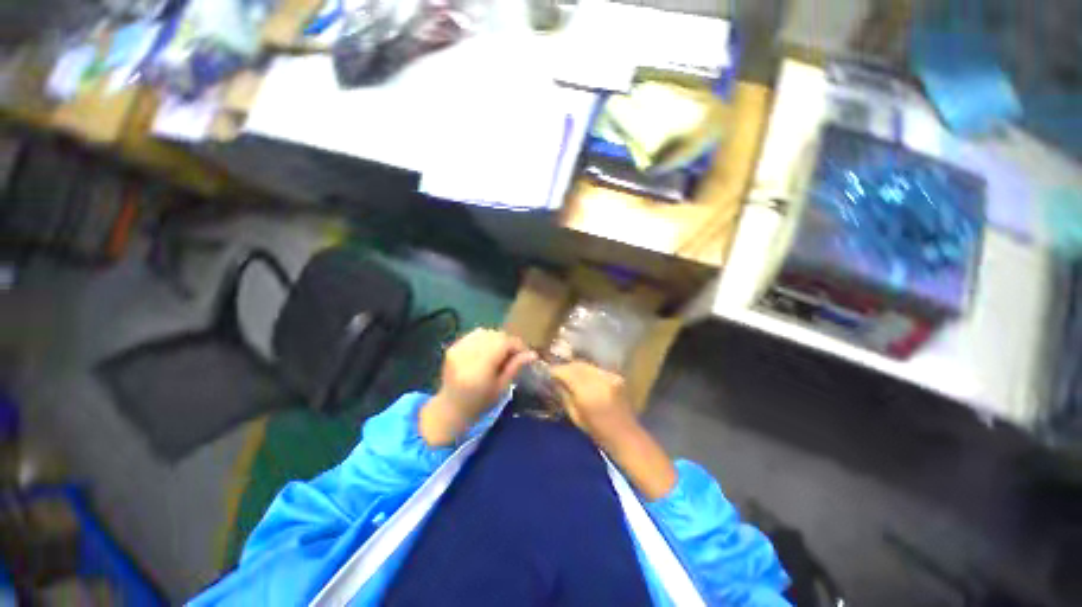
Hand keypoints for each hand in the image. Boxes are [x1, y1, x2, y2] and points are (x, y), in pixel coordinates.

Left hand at [420, 329, 535, 445]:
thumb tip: (532, 354)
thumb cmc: (480, 404)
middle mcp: (467, 354)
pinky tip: (486, 350)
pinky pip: (473, 335)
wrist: (450, 409)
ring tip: (500, 351)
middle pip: (494, 335)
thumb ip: (515, 367)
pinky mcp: (452, 348)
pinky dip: (484, 339)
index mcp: (480, 368)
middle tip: (514, 353)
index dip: (517, 345)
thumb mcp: (501, 389)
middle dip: (508, 341)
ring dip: (496, 339)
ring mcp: (457, 349)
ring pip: (484, 332)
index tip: (525, 353)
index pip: (503, 343)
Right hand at [549, 361, 639, 449]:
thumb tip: (554, 381)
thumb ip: (564, 395)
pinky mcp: (616, 376)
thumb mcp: (575, 416)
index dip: (556, 370)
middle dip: (565, 366)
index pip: (567, 372)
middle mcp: (599, 380)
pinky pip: (596, 368)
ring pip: (587, 365)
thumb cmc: (598, 431)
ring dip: (576, 367)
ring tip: (568, 373)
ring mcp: (610, 376)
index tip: (548, 372)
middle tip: (557, 371)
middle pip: (577, 365)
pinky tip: (583, 377)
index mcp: (587, 393)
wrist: (626, 435)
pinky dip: (587, 370)